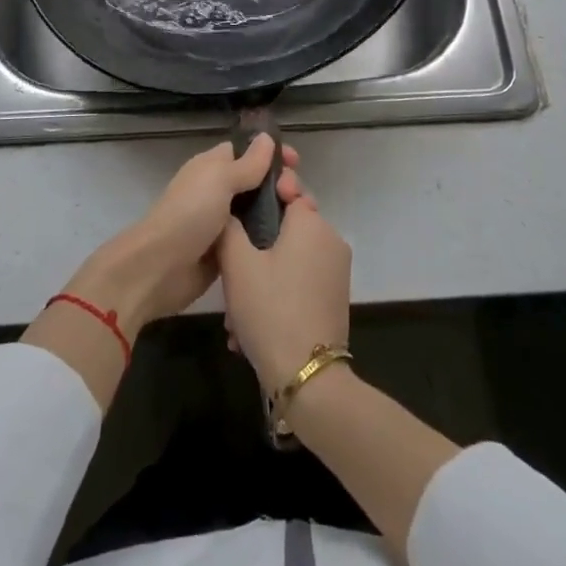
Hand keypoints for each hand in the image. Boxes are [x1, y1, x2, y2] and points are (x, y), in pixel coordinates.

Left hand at [65, 135, 302, 337]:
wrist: (160, 268)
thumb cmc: (189, 214)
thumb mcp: (219, 180)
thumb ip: (247, 163)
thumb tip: (267, 138)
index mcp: (212, 167)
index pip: (247, 152)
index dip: (271, 154)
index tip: (297, 162)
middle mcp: (218, 191)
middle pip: (257, 182)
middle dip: (280, 184)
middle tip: (299, 195)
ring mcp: (223, 223)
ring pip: (259, 211)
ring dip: (281, 212)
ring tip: (305, 216)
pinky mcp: (229, 251)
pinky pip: (255, 239)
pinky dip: (271, 238)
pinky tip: (293, 242)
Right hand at [217, 191, 351, 395]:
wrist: (308, 377)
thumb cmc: (270, 309)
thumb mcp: (237, 265)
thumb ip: (230, 227)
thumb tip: (230, 211)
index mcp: (311, 222)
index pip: (289, 188)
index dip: (263, 194)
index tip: (240, 212)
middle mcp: (330, 239)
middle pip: (287, 226)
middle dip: (256, 245)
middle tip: (230, 270)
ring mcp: (336, 270)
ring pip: (291, 258)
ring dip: (262, 276)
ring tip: (235, 312)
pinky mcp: (334, 298)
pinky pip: (300, 281)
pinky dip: (278, 293)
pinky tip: (250, 327)